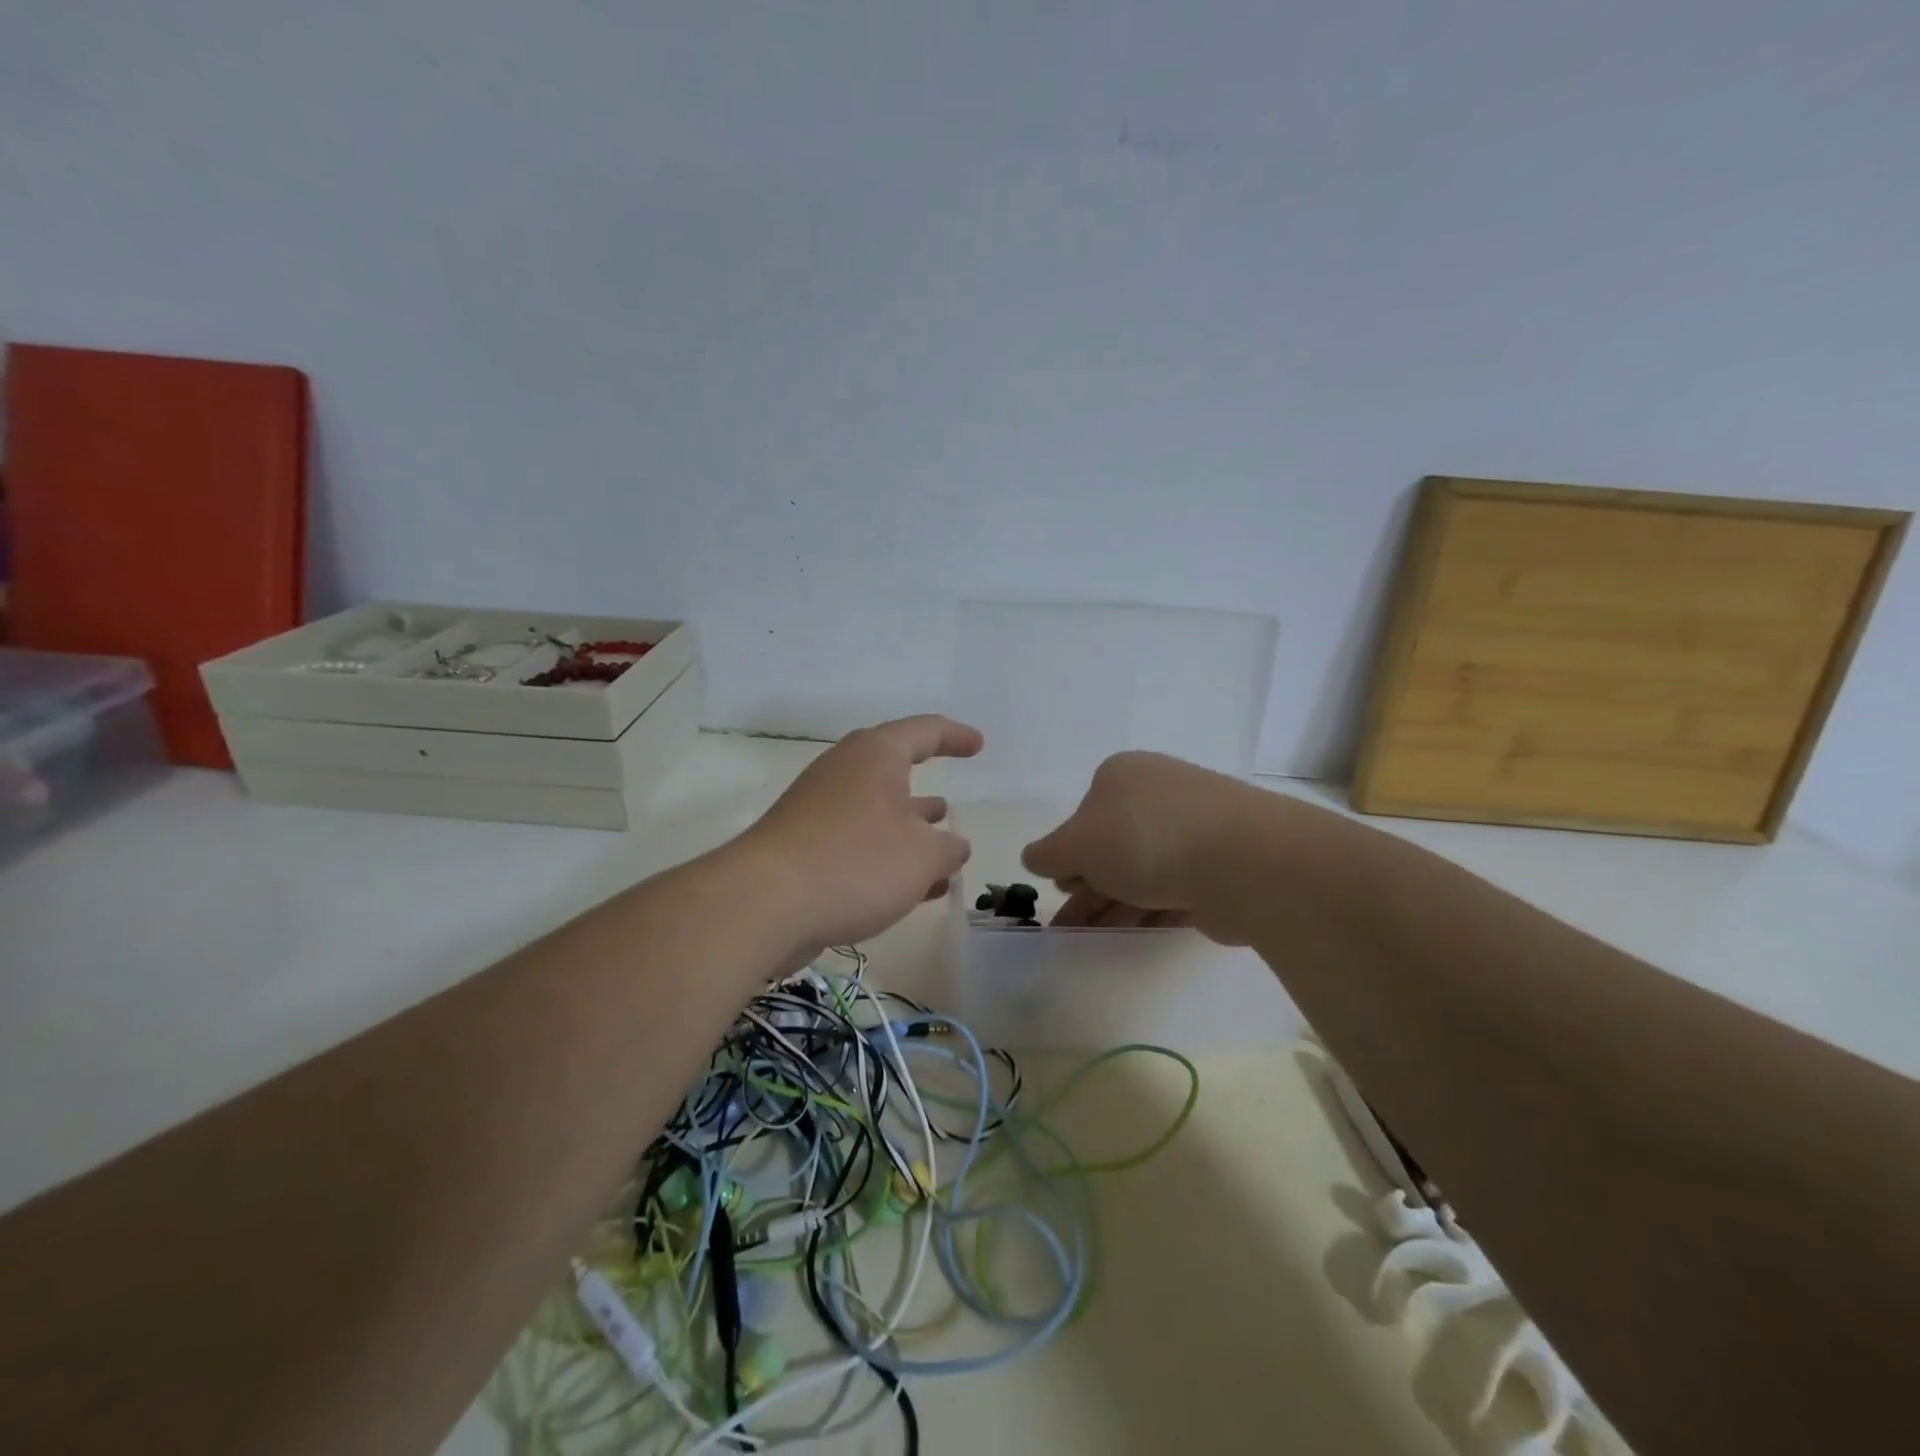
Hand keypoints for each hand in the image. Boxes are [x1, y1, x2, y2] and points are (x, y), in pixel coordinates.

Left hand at [740, 714, 982, 959]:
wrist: (764, 904)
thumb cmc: (855, 862)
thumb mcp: (922, 856)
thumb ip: (948, 848)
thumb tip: (952, 846)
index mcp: (875, 755)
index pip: (924, 731)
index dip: (955, 737)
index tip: (978, 746)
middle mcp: (844, 772)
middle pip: (893, 772)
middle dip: (926, 793)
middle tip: (952, 804)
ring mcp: (818, 810)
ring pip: (876, 814)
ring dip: (911, 833)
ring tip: (942, 850)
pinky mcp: (802, 847)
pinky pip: (856, 843)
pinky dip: (887, 859)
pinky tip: (911, 890)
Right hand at [1021, 750, 1260, 941]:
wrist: (1241, 860)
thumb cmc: (1143, 838)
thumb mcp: (1076, 845)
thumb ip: (1048, 853)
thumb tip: (1034, 858)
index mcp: (1122, 775)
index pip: (1084, 815)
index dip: (1068, 853)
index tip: (1061, 887)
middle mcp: (1159, 793)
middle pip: (1112, 845)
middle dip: (1088, 888)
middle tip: (1069, 926)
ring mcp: (1196, 826)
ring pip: (1143, 869)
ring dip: (1114, 904)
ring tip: (1091, 940)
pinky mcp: (1222, 863)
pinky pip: (1175, 886)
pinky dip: (1150, 908)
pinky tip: (1133, 934)